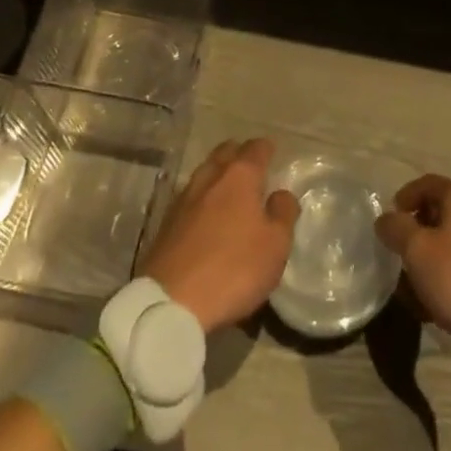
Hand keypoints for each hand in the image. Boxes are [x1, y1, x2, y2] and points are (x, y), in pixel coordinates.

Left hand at [139, 137, 300, 334]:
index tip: (273, 154)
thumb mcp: (275, 246)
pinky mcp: (166, 221)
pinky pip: (190, 196)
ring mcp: (184, 197)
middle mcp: (210, 177)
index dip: (267, 149)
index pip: (256, 148)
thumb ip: (284, 213)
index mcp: (240, 175)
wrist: (171, 302)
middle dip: (240, 155)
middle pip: (226, 152)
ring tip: (230, 192)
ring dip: (218, 175)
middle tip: (252, 170)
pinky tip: (206, 215)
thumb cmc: (234, 269)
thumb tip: (281, 194)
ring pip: (205, 172)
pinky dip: (202, 199)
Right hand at [376, 174, 450, 379]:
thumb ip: (396, 228)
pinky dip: (448, 273)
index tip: (388, 223)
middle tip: (399, 256)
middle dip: (416, 233)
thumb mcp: (417, 251)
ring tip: (413, 286)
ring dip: (430, 258)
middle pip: (439, 212)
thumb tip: (385, 219)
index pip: (426, 184)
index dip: (403, 198)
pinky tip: (436, 301)